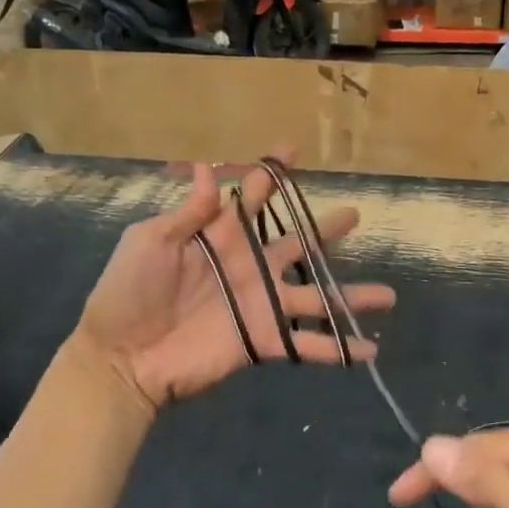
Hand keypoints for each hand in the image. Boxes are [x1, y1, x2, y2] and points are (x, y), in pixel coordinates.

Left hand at [73, 154, 395, 416]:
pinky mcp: (262, 340)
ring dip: (350, 296)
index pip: (253, 198)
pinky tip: (370, 350)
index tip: (294, 150)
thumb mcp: (150, 241)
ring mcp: (259, 304)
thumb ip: (188, 212)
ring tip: (388, 295)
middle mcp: (248, 267)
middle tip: (355, 215)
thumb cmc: (128, 292)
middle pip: (296, 243)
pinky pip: (307, 344)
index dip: (273, 174)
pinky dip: (339, 349)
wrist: (120, 357)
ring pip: (315, 295)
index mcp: (220, 237)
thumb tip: (204, 166)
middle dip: (325, 229)